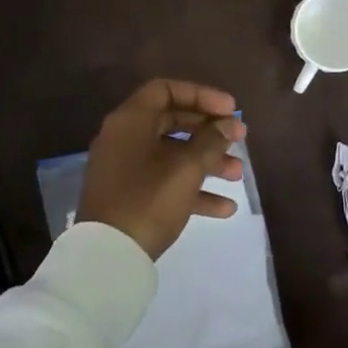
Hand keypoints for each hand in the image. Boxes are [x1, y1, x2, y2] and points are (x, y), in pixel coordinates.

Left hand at [77, 79, 247, 258]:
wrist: (108, 258)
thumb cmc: (148, 201)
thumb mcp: (186, 168)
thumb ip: (211, 141)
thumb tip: (227, 125)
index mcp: (130, 121)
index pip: (166, 90)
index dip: (201, 95)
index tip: (230, 111)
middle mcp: (124, 139)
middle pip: (172, 122)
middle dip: (209, 132)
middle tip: (239, 139)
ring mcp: (125, 169)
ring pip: (172, 154)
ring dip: (207, 161)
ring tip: (237, 175)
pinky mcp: (129, 196)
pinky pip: (164, 182)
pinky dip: (192, 189)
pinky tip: (224, 208)